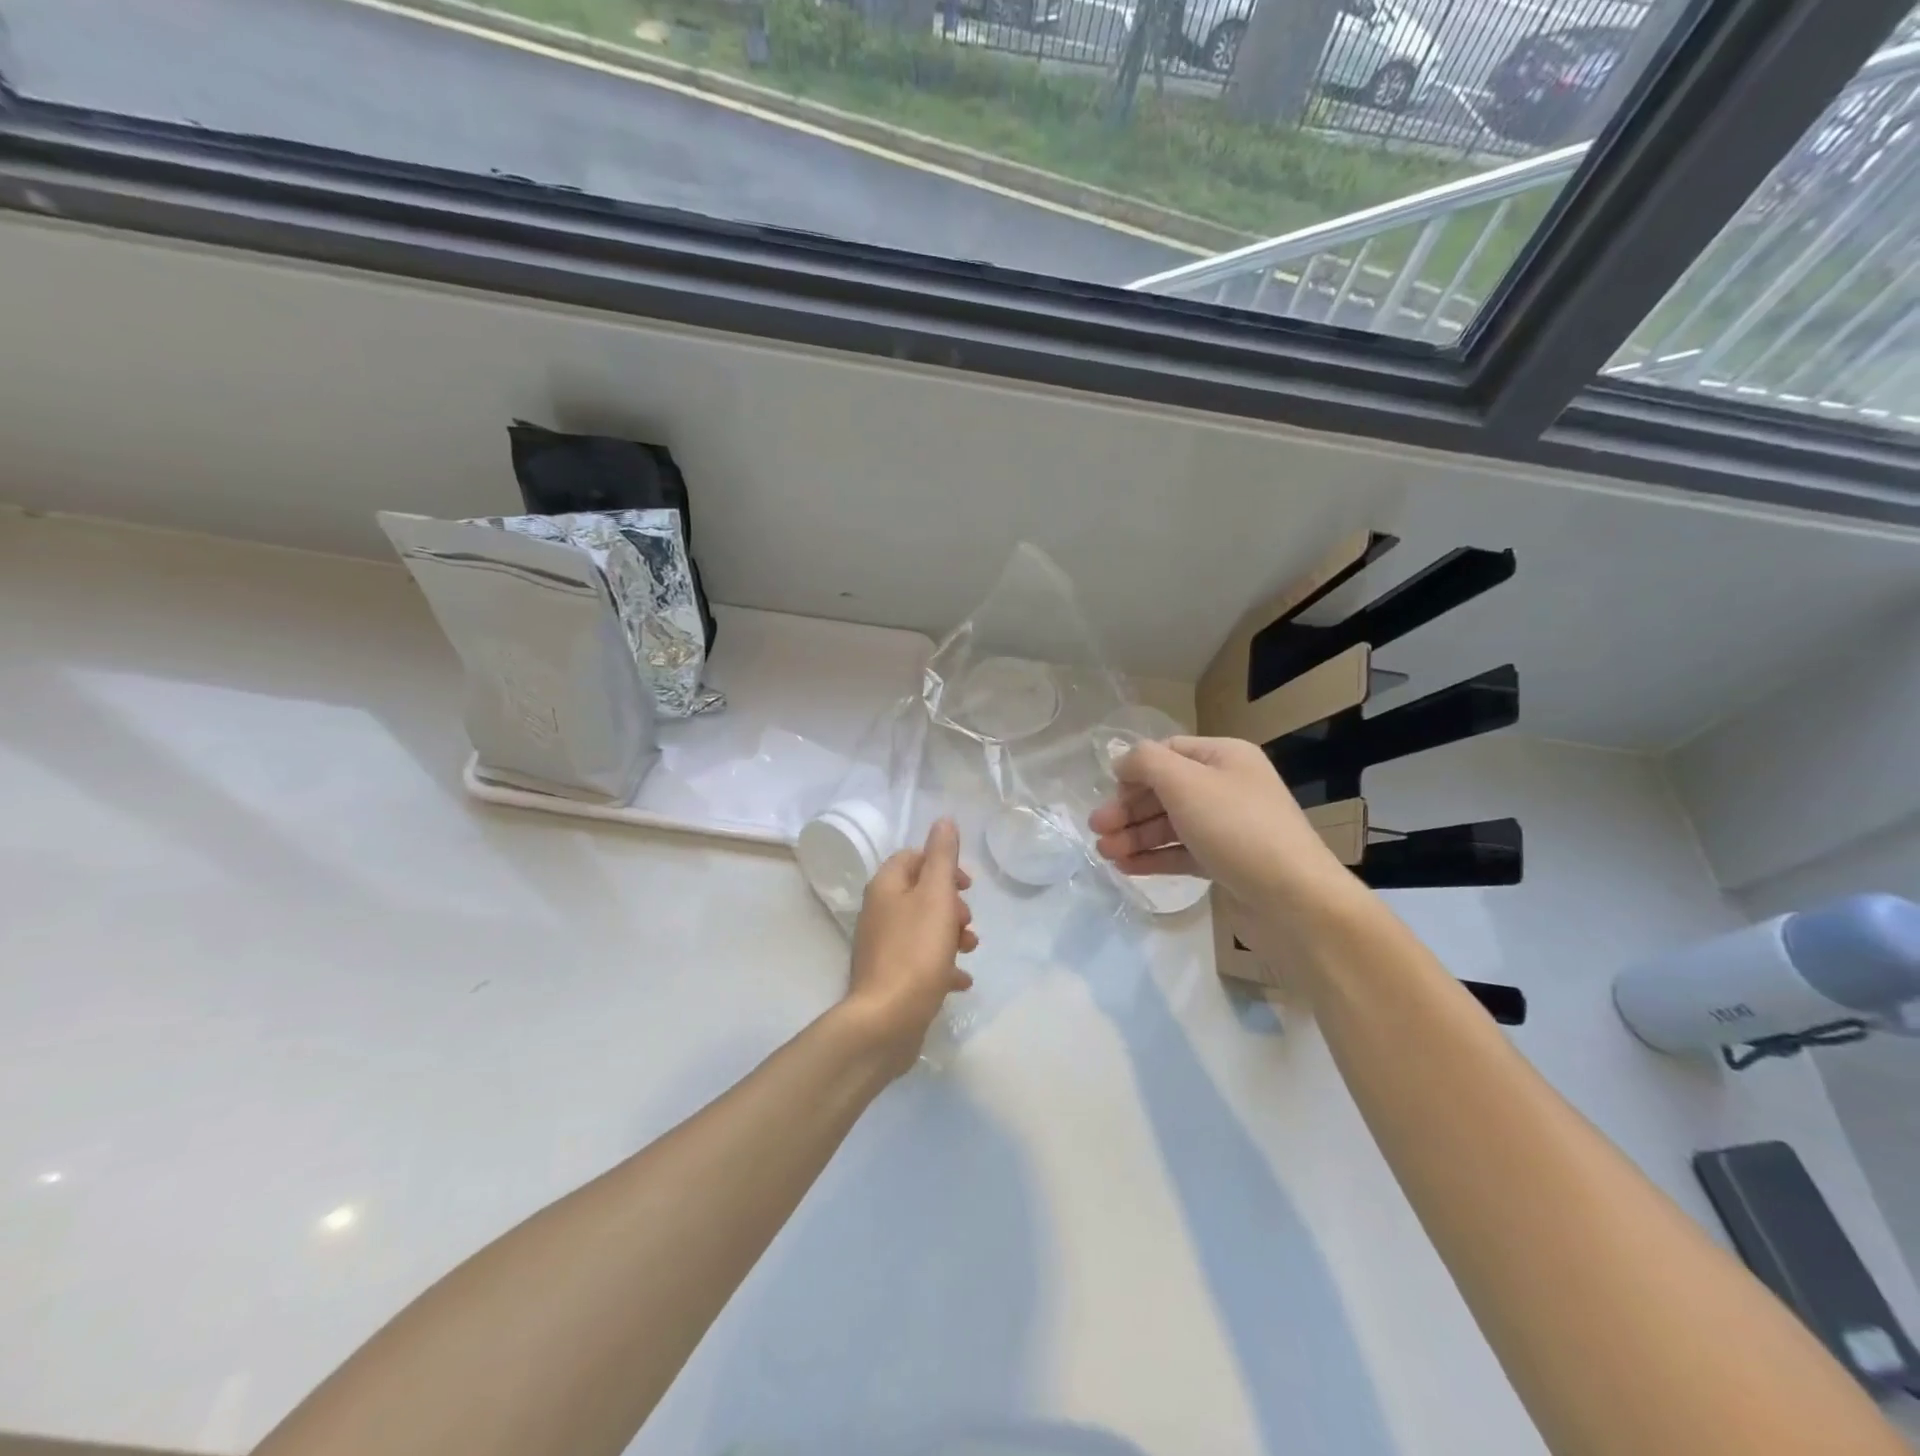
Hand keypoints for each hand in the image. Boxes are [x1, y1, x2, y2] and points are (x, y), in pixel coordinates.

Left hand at [844, 818, 976, 1075]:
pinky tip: (961, 981)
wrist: (886, 1021)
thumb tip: (943, 820)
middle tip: (967, 921)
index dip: (942, 864)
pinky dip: (942, 965)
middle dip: (951, 904)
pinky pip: (921, 962)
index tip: (966, 884)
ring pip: (923, 928)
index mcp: (886, 888)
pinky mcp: (890, 978)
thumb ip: (942, 857)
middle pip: (920, 894)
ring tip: (969, 949)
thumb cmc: (915, 952)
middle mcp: (879, 913)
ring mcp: (883, 947)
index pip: (912, 858)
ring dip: (951, 934)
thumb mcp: (936, 896)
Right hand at [1089, 737, 1365, 964]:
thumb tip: (1123, 762)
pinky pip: (1181, 853)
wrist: (1294, 901)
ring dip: (1135, 836)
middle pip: (1165, 791)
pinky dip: (1153, 858)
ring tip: (1104, 854)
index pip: (1169, 752)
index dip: (1135, 770)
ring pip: (1170, 825)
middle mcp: (1227, 787)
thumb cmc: (1237, 829)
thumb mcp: (1185, 783)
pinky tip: (1125, 867)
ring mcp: (1227, 828)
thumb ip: (1146, 763)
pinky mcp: (1225, 863)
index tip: (1108, 792)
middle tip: (1096, 829)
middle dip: (1128, 809)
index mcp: (1225, 758)